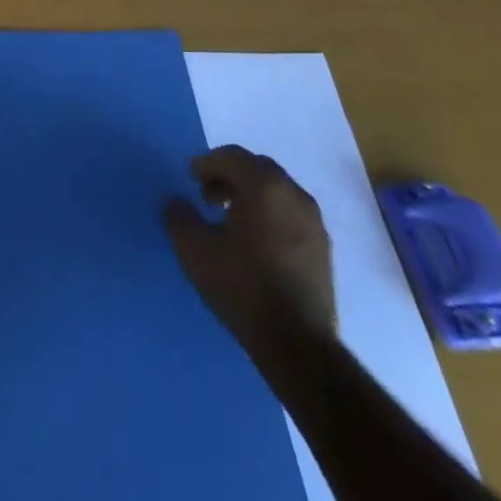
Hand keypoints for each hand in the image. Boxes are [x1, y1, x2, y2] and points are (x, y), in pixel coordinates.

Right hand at [164, 146, 335, 360]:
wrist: (297, 343)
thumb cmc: (242, 286)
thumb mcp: (194, 249)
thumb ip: (179, 217)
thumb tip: (177, 202)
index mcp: (264, 185)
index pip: (231, 156)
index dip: (207, 164)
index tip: (191, 179)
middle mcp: (293, 193)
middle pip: (257, 168)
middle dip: (230, 176)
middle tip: (208, 197)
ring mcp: (314, 221)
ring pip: (277, 191)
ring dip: (251, 195)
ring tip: (231, 220)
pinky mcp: (323, 248)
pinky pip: (291, 214)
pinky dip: (270, 215)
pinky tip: (256, 243)